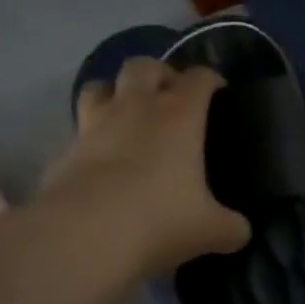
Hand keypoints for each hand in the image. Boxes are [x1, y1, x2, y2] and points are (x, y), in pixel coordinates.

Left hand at [44, 58, 250, 276]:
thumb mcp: (211, 229)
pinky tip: (99, 159)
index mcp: (179, 114)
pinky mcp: (64, 151)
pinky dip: (89, 137)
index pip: (199, 77)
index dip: (211, 80)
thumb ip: (230, 226)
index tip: (219, 92)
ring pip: (100, 86)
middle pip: (144, 66)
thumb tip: (240, 232)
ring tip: (126, 115)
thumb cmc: (159, 219)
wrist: (83, 237)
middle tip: (170, 96)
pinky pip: (78, 130)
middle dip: (159, 73)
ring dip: (114, 93)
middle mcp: (136, 108)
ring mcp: (94, 125)